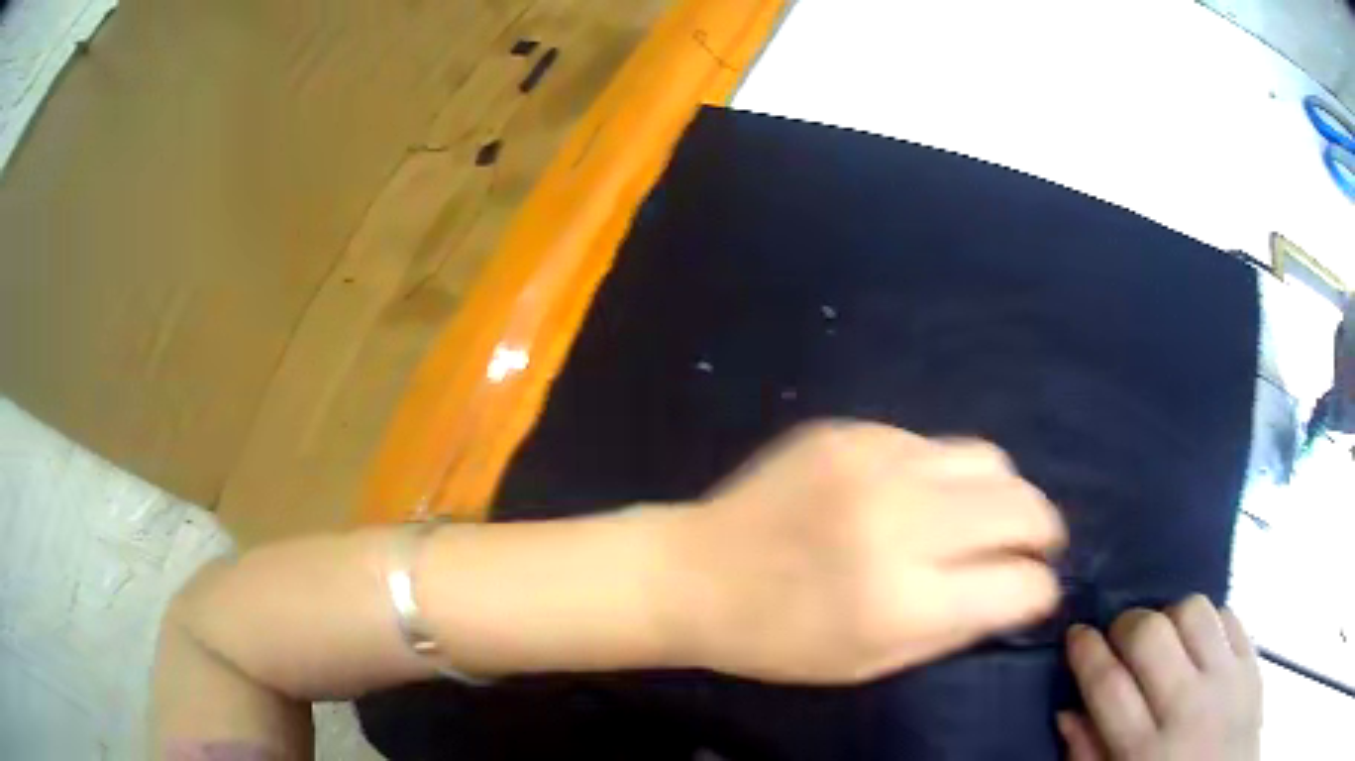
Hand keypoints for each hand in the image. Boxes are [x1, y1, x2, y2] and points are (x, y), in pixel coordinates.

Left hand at [664, 420, 1065, 683]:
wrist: (694, 573)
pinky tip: (914, 497)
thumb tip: (1020, 590)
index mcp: (904, 600)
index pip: (1022, 584)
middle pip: (1023, 506)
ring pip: (989, 458)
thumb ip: (957, 627)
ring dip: (1003, 493)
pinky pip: (930, 444)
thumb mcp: (872, 662)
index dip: (1039, 590)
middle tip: (1032, 546)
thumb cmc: (777, 639)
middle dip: (1043, 530)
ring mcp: (875, 463)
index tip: (1033, 591)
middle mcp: (901, 521)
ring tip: (983, 517)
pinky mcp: (850, 430)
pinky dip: (943, 475)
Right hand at [1060, 596, 1261, 759]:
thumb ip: (1089, 755)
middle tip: (1119, 637)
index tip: (1076, 634)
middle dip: (1126, 625)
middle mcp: (1186, 707)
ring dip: (1169, 615)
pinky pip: (1230, 614)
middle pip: (1150, 636)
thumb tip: (1067, 710)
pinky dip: (1209, 619)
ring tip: (1163, 638)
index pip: (1107, 685)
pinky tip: (1199, 641)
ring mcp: (1226, 679)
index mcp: (1143, 751)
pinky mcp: (1252, 661)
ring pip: (1193, 611)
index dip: (1086, 652)